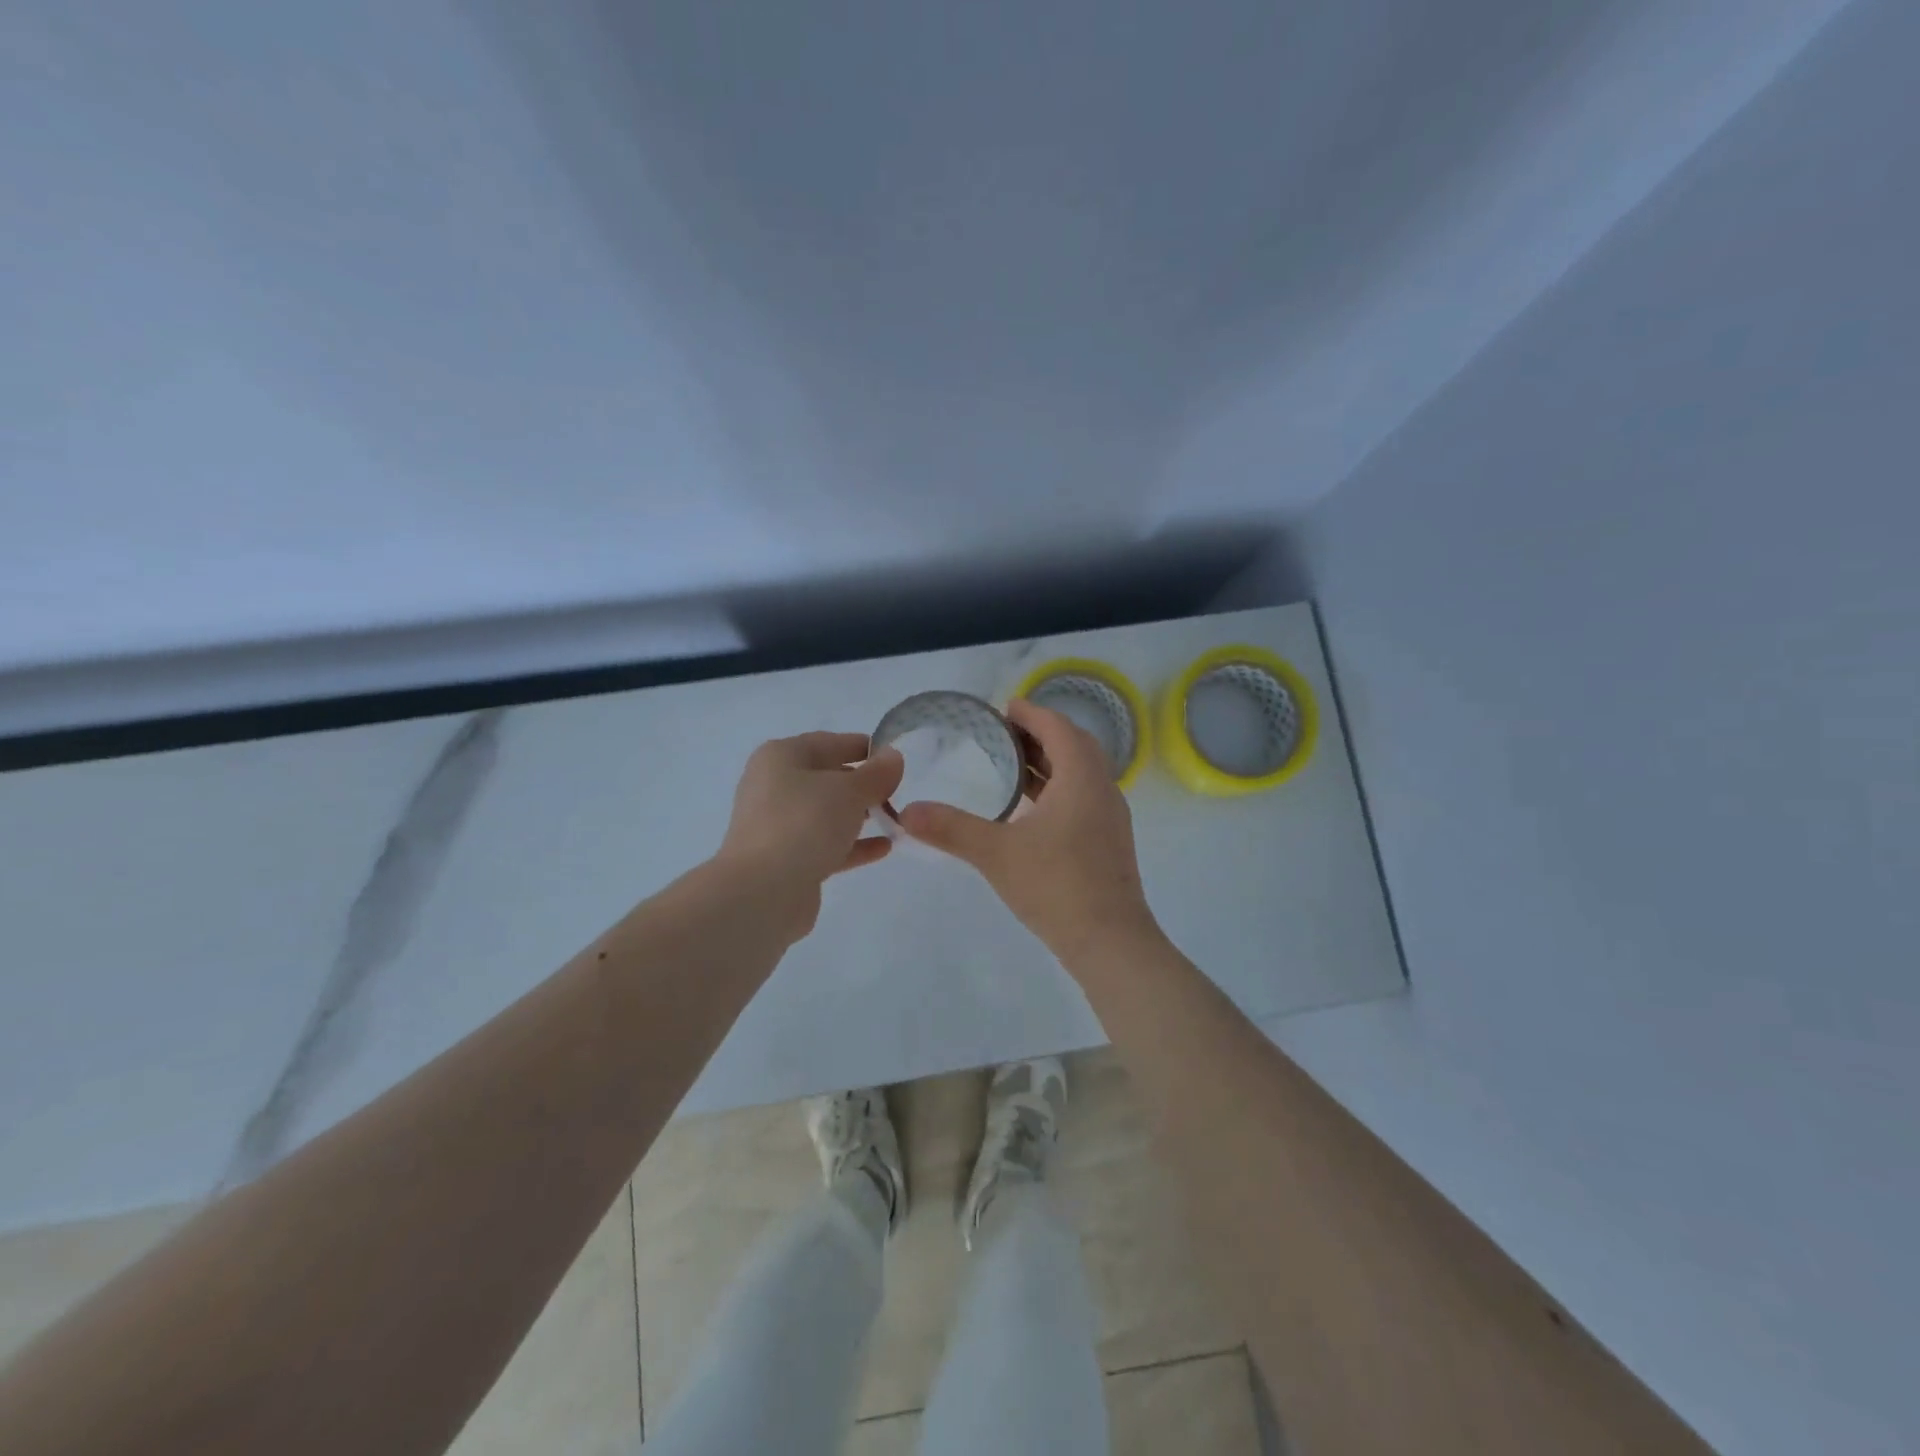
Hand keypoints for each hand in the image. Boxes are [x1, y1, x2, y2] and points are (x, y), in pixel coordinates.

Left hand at [716, 732, 904, 940]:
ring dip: (859, 815)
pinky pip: (825, 843)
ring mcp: (778, 825)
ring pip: (826, 813)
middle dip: (863, 784)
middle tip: (898, 793)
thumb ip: (877, 773)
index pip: (829, 742)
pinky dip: (853, 844)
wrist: (763, 891)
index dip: (863, 747)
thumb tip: (893, 757)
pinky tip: (884, 848)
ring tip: (895, 820)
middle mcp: (774, 786)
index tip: (895, 758)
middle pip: (826, 778)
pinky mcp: (785, 859)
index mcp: (781, 757)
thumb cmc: (805, 823)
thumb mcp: (850, 791)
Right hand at [898, 699, 1161, 966]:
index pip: (1058, 728)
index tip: (1005, 707)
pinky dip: (1059, 787)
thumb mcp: (996, 854)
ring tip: (1012, 765)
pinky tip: (1031, 809)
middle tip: (1004, 733)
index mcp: (1081, 778)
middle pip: (1074, 745)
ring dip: (1051, 761)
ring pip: (1081, 772)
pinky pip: (1084, 795)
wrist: (1110, 942)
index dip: (1032, 713)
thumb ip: (951, 829)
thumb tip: (907, 812)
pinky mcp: (1109, 840)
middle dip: (1041, 733)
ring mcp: (1110, 816)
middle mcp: (1102, 789)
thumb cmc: (1056, 886)